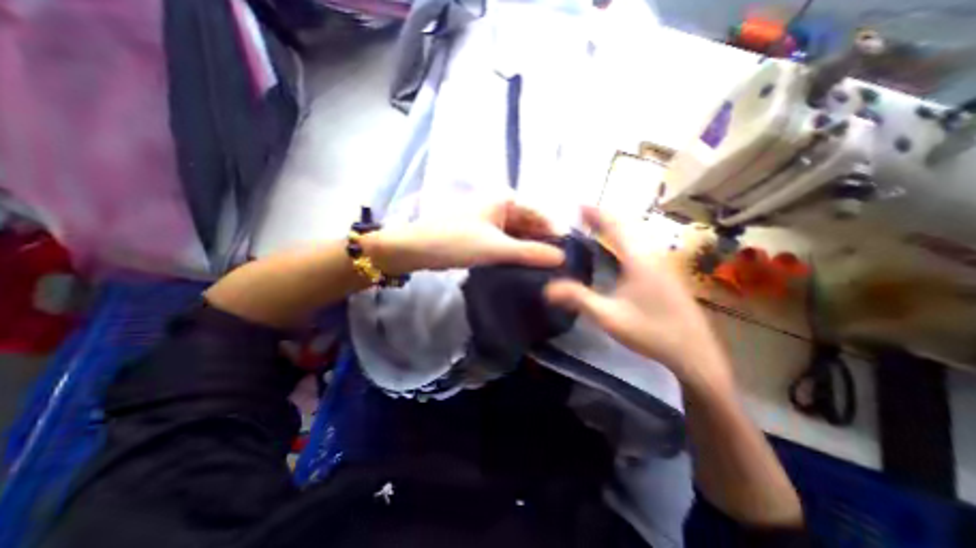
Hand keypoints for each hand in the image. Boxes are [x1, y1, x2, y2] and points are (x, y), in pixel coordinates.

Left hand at [363, 202, 565, 273]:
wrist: (418, 248)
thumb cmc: (456, 241)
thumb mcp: (496, 247)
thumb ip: (530, 253)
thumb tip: (561, 258)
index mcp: (506, 201)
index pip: (541, 216)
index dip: (556, 235)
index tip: (570, 256)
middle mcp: (501, 207)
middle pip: (530, 226)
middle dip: (543, 245)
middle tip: (560, 268)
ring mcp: (491, 221)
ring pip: (518, 236)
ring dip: (529, 251)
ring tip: (547, 272)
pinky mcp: (483, 235)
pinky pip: (506, 243)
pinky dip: (515, 254)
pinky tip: (525, 269)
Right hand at [548, 206, 730, 392]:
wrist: (694, 353)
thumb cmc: (651, 332)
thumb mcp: (609, 317)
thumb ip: (578, 299)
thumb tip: (547, 288)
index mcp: (638, 260)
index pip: (615, 227)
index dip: (597, 213)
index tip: (579, 205)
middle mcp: (652, 255)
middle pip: (627, 226)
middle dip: (604, 217)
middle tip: (583, 215)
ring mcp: (662, 264)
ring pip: (636, 236)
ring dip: (615, 227)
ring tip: (595, 227)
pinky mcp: (665, 274)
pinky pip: (640, 246)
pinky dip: (624, 240)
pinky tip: (616, 250)